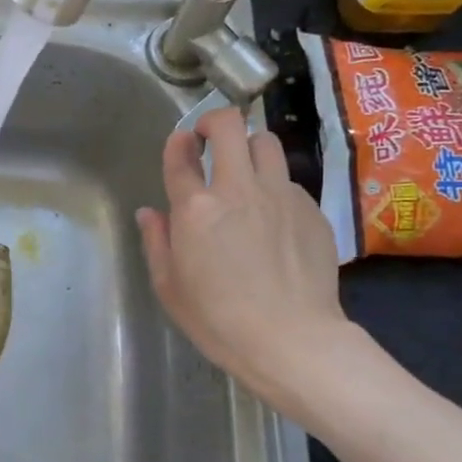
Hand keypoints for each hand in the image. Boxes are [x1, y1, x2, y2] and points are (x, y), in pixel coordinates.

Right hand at [136, 108, 354, 403]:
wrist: (292, 340)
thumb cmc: (218, 320)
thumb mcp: (169, 287)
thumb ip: (157, 242)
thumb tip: (150, 213)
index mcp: (196, 208)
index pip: (181, 153)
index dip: (178, 142)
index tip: (181, 146)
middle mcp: (238, 189)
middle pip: (230, 125)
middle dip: (215, 122)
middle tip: (210, 140)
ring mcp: (280, 195)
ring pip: (267, 143)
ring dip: (250, 148)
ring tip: (247, 172)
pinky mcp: (311, 209)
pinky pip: (290, 181)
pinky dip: (277, 188)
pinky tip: (275, 219)